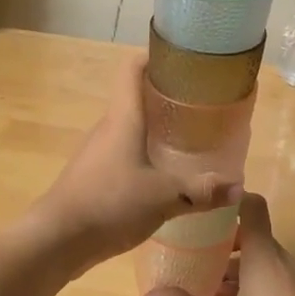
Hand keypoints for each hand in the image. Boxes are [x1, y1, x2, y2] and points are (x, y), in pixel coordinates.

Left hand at [29, 52, 239, 268]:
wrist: (56, 239)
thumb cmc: (110, 203)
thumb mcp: (164, 197)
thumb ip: (201, 191)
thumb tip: (238, 187)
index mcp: (123, 118)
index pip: (132, 68)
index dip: (154, 56)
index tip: (182, 60)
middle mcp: (107, 127)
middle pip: (135, 97)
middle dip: (165, 96)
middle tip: (199, 104)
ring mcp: (97, 152)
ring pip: (129, 128)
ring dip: (154, 128)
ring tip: (187, 138)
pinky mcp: (92, 175)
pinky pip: (122, 153)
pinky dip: (143, 153)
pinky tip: (162, 174)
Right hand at [141, 193, 294, 295]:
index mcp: (264, 254)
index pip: (252, 206)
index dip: (230, 199)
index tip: (204, 205)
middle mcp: (281, 260)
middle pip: (250, 236)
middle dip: (220, 243)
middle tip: (191, 252)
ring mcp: (294, 282)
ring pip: (258, 262)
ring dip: (233, 270)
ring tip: (203, 288)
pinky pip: (269, 280)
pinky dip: (247, 286)